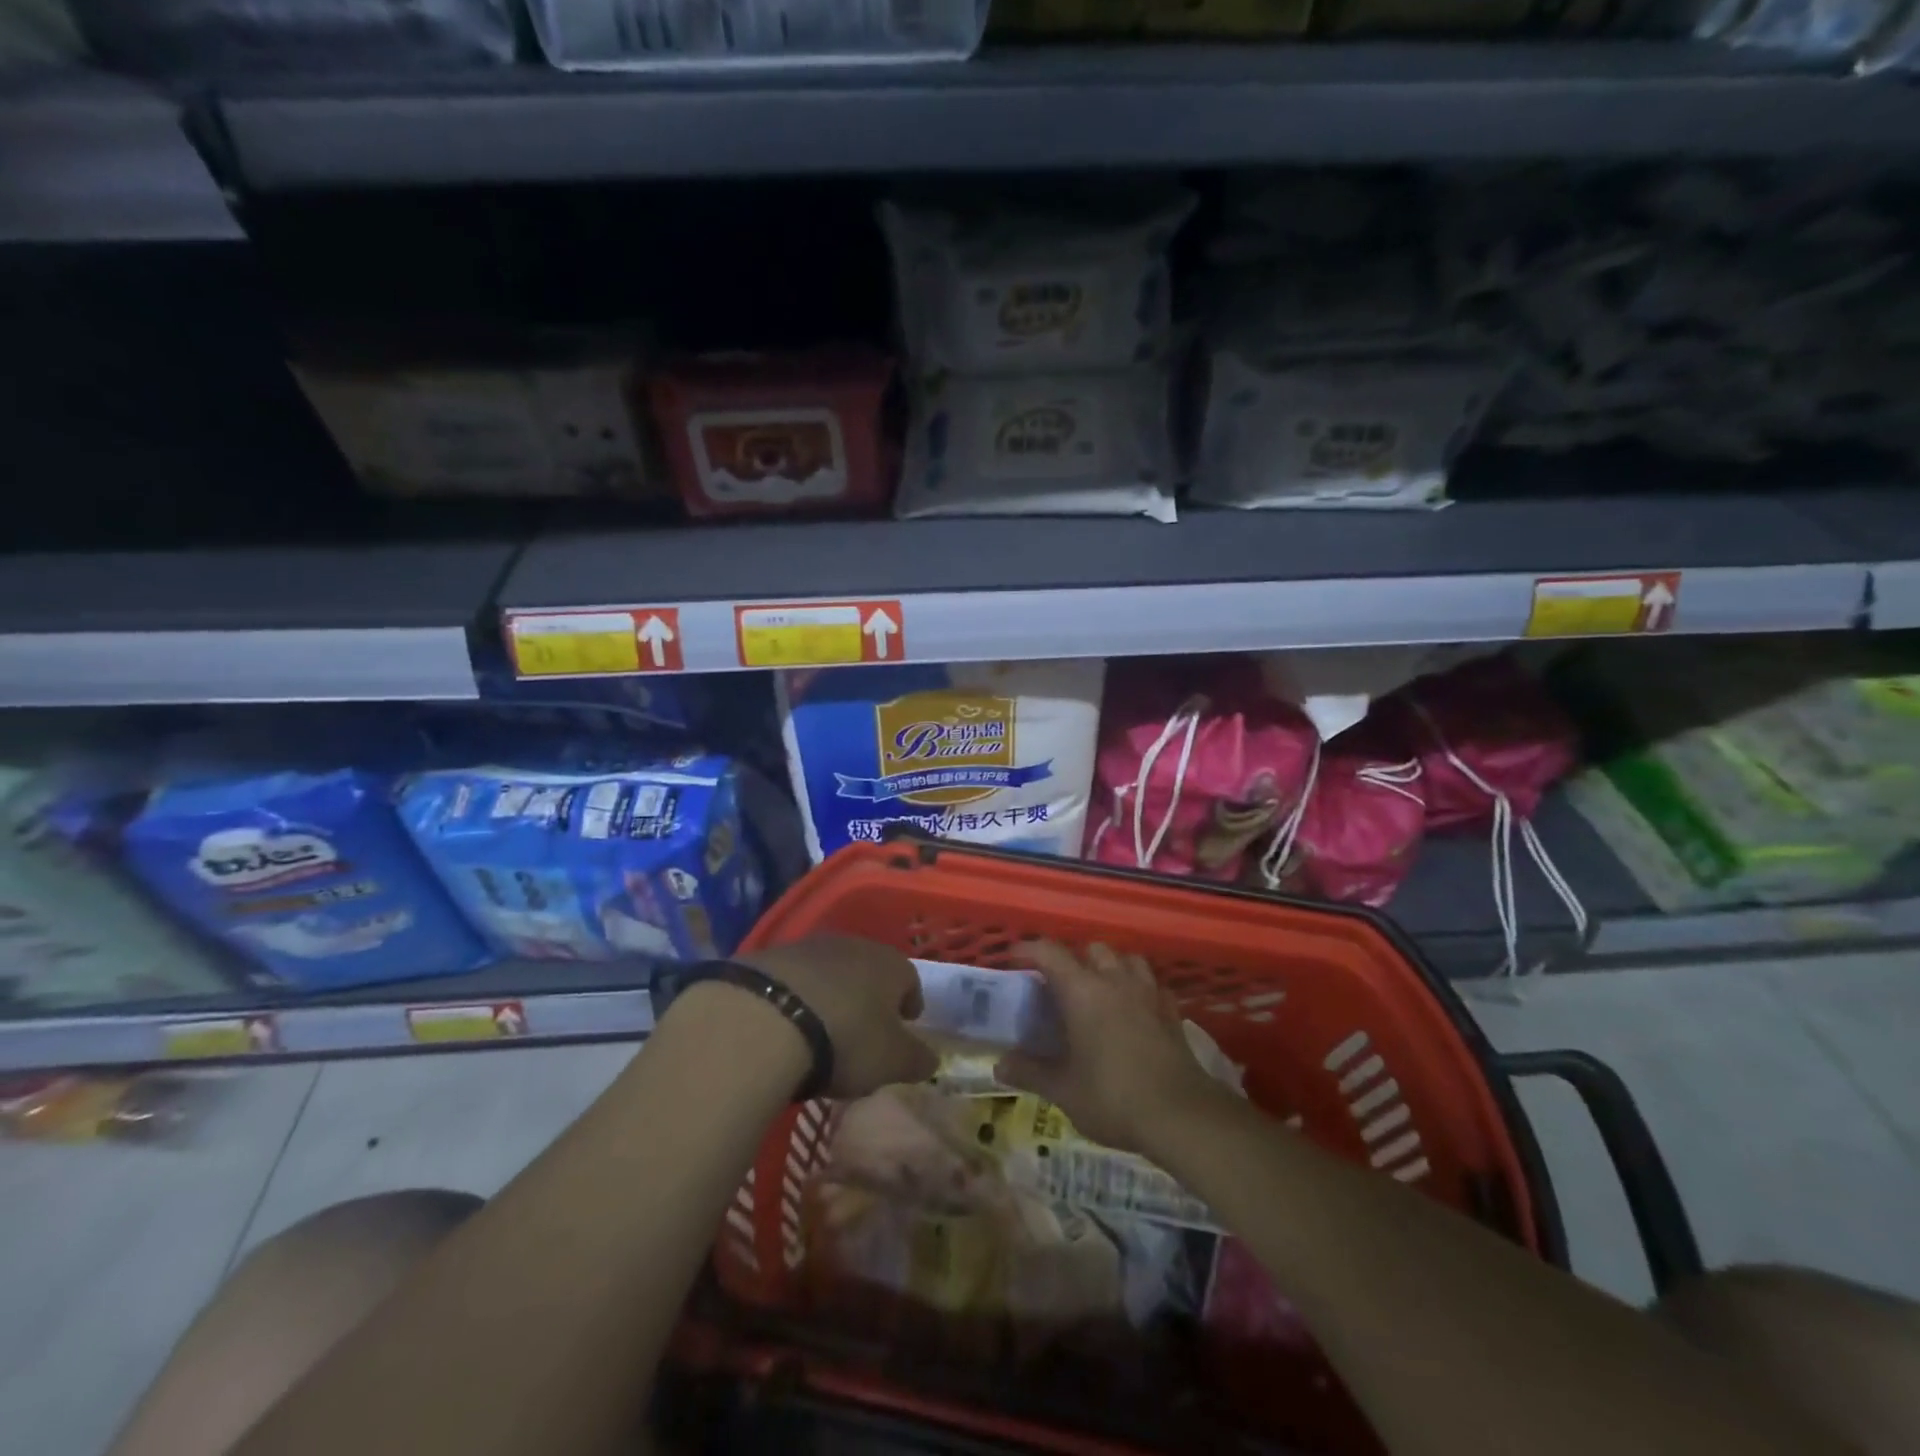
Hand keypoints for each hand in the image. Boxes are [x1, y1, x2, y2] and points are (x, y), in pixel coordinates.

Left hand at [741, 935, 938, 1098]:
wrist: (764, 1019)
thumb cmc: (845, 1039)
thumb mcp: (891, 1061)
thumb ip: (916, 1060)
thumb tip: (932, 1059)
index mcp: (890, 965)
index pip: (910, 979)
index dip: (909, 1003)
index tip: (905, 1025)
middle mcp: (853, 945)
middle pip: (868, 970)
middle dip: (868, 996)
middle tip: (863, 1029)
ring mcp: (808, 947)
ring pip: (829, 971)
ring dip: (830, 994)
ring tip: (821, 1029)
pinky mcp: (769, 958)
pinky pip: (793, 979)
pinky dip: (796, 997)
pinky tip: (786, 1024)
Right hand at [996, 941, 1228, 1154]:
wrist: (1181, 1115)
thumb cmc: (1113, 1097)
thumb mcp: (1063, 1090)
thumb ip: (1030, 1072)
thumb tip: (999, 1065)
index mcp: (1082, 990)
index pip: (1050, 952)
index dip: (1029, 950)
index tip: (1014, 959)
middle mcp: (1114, 980)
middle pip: (1092, 949)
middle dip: (1074, 959)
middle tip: (1060, 985)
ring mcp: (1148, 993)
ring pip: (1127, 960)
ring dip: (1111, 967)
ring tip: (1100, 990)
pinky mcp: (1171, 1011)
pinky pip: (1152, 984)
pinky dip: (1139, 988)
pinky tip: (1135, 1009)